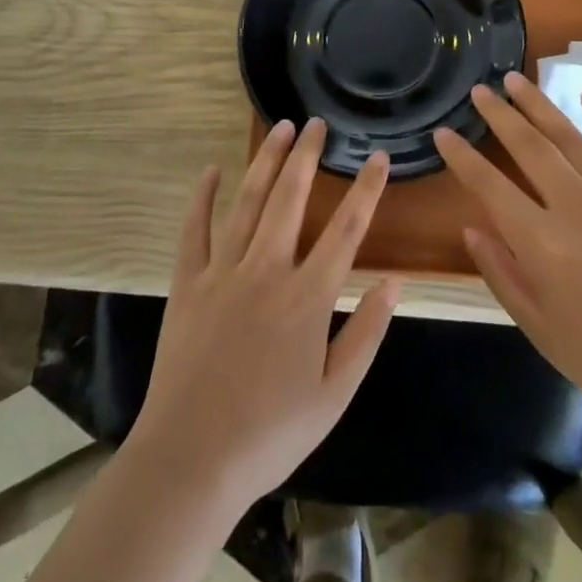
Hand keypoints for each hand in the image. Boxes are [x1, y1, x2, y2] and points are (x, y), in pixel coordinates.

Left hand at [130, 118, 400, 511]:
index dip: (366, 189)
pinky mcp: (187, 283)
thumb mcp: (335, 393)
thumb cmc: (271, 432)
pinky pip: (195, 230)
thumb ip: (367, 333)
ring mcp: (223, 272)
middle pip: (291, 198)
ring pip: (248, 202)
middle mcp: (267, 270)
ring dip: (266, 161)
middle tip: (317, 123)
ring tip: (281, 129)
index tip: (378, 156)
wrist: (192, 459)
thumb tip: (394, 281)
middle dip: (307, 156)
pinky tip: (213, 170)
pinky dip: (203, 197)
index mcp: (307, 297)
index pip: (346, 229)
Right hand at [432, 71, 581, 426]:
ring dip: (540, 106)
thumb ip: (502, 274)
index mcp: (543, 244)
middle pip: (529, 148)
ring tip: (515, 80)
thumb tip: (472, 229)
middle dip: (499, 115)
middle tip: (479, 90)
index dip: (462, 158)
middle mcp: (576, 208)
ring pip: (571, 139)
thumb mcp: (539, 327)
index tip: (443, 133)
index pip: (490, 187)